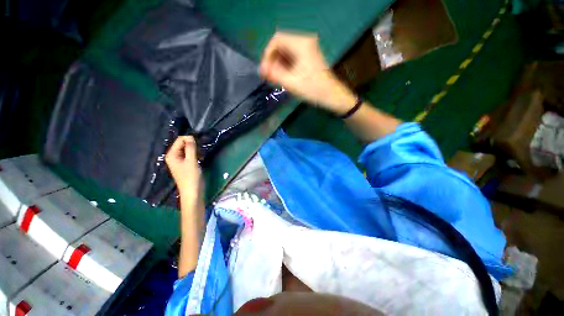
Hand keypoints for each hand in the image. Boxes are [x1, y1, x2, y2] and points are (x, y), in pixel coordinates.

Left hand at [165, 136, 201, 196]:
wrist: (193, 192)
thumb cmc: (191, 177)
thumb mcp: (191, 161)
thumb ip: (190, 148)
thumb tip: (190, 136)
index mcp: (171, 154)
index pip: (179, 140)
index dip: (189, 140)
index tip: (198, 146)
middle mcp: (173, 156)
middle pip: (183, 144)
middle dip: (192, 145)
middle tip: (199, 153)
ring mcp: (179, 160)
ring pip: (187, 149)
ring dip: (195, 150)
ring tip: (199, 157)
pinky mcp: (185, 164)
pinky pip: (189, 155)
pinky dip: (195, 155)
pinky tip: (199, 159)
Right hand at [260, 32, 356, 114]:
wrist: (331, 95)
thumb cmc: (312, 89)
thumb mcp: (291, 82)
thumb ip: (274, 74)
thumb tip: (263, 69)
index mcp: (301, 44)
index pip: (277, 40)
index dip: (267, 54)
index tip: (265, 70)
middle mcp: (305, 42)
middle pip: (281, 45)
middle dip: (273, 60)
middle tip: (269, 77)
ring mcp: (308, 49)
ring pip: (286, 52)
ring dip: (279, 64)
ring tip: (275, 79)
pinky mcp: (309, 56)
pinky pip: (293, 57)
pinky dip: (286, 66)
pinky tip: (283, 77)